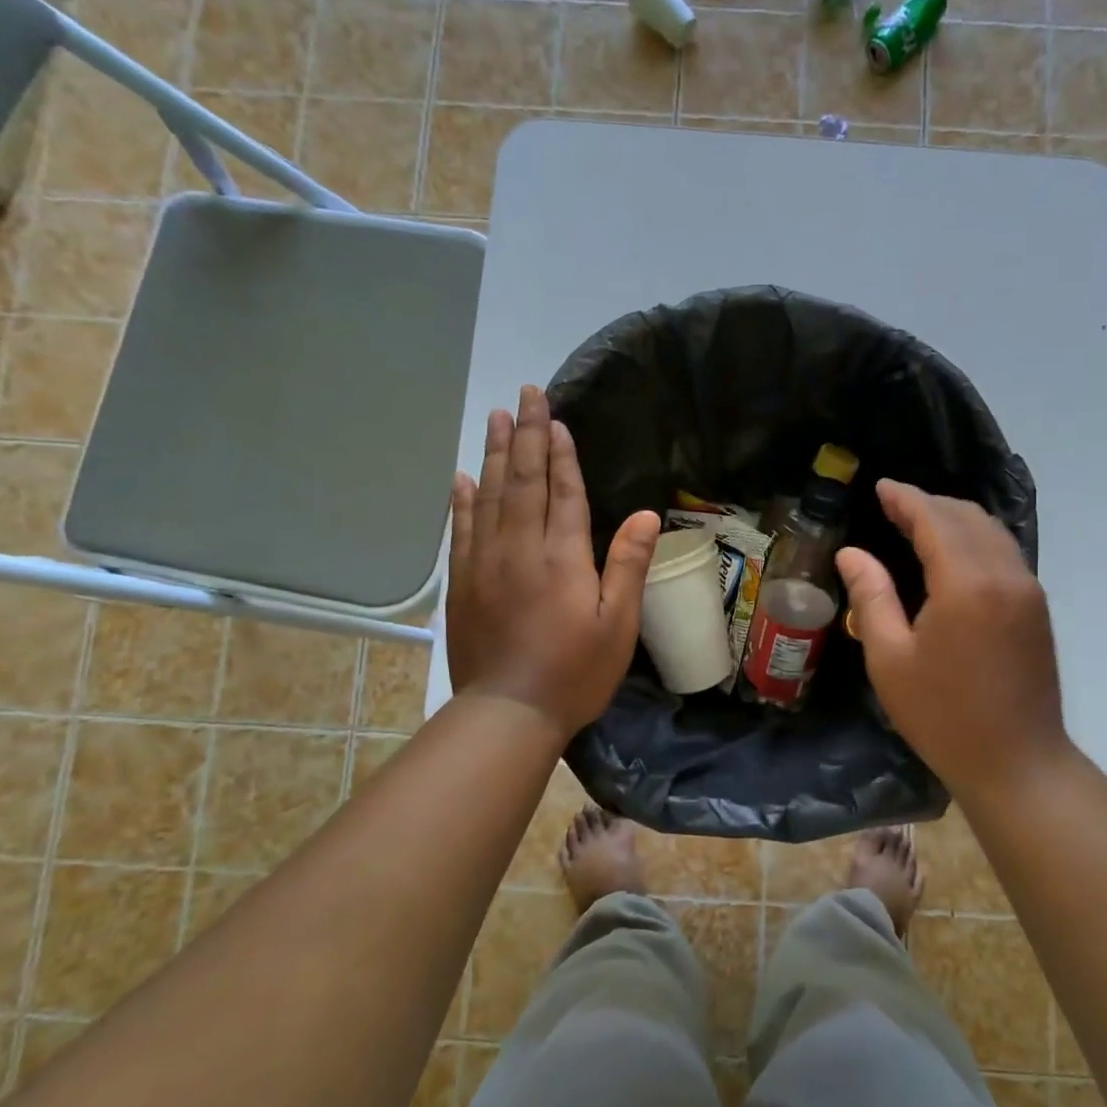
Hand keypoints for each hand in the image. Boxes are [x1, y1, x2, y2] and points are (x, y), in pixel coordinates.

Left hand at [447, 386, 659, 740]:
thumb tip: (643, 514)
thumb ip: (627, 565)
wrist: (508, 712)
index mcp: (562, 556)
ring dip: (495, 454)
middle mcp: (520, 548)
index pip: (562, 491)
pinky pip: (462, 529)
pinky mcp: (464, 583)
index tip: (555, 417)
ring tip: (496, 418)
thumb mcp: (617, 625)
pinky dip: (463, 499)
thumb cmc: (574, 673)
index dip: (561, 453)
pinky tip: (463, 477)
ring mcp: (485, 563)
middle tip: (523, 394)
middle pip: (523, 481)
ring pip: (489, 495)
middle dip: (526, 435)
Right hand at [836, 481, 1076, 805]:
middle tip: (893, 504)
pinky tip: (952, 553)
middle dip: (929, 503)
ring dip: (954, 519)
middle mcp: (1005, 575)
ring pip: (992, 532)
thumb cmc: (942, 716)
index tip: (881, 487)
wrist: (1017, 763)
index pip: (934, 521)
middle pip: (967, 518)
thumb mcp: (890, 659)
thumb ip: (871, 597)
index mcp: (966, 584)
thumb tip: (852, 553)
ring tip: (918, 521)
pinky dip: (975, 539)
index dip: (906, 499)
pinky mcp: (1037, 608)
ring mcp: (1028, 591)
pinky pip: (1004, 553)